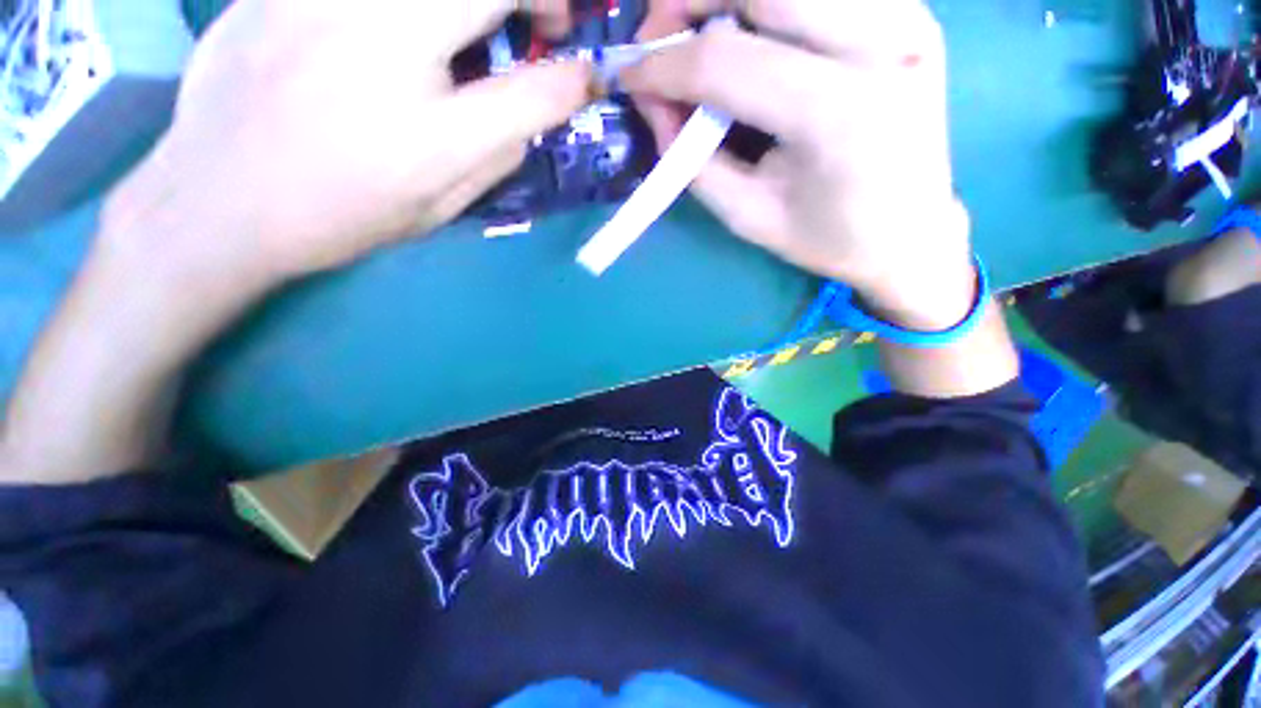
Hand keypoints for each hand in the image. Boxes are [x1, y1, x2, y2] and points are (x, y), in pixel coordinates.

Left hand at [2, 0, 594, 484]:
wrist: (215, 201)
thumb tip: (531, 112)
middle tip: (549, 21)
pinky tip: (403, 31)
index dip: (575, 79)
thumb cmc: (338, 218)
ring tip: (481, 23)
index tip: (587, 76)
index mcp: (429, 137)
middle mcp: (381, 51)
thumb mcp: (437, 208)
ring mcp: (322, 3)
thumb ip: (494, 157)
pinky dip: (416, 8)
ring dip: (479, 0)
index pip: (535, 92)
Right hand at [629, 0, 974, 328]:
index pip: (727, 61)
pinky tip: (751, 32)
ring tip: (697, 33)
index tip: (626, 77)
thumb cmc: (826, 238)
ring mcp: (905, 16)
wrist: (910, 233)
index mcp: (839, 113)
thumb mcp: (747, 215)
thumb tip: (654, 103)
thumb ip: (693, 160)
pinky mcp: (908, 11)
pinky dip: (771, 3)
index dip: (663, 65)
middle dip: (689, 0)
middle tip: (656, 35)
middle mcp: (882, 43)